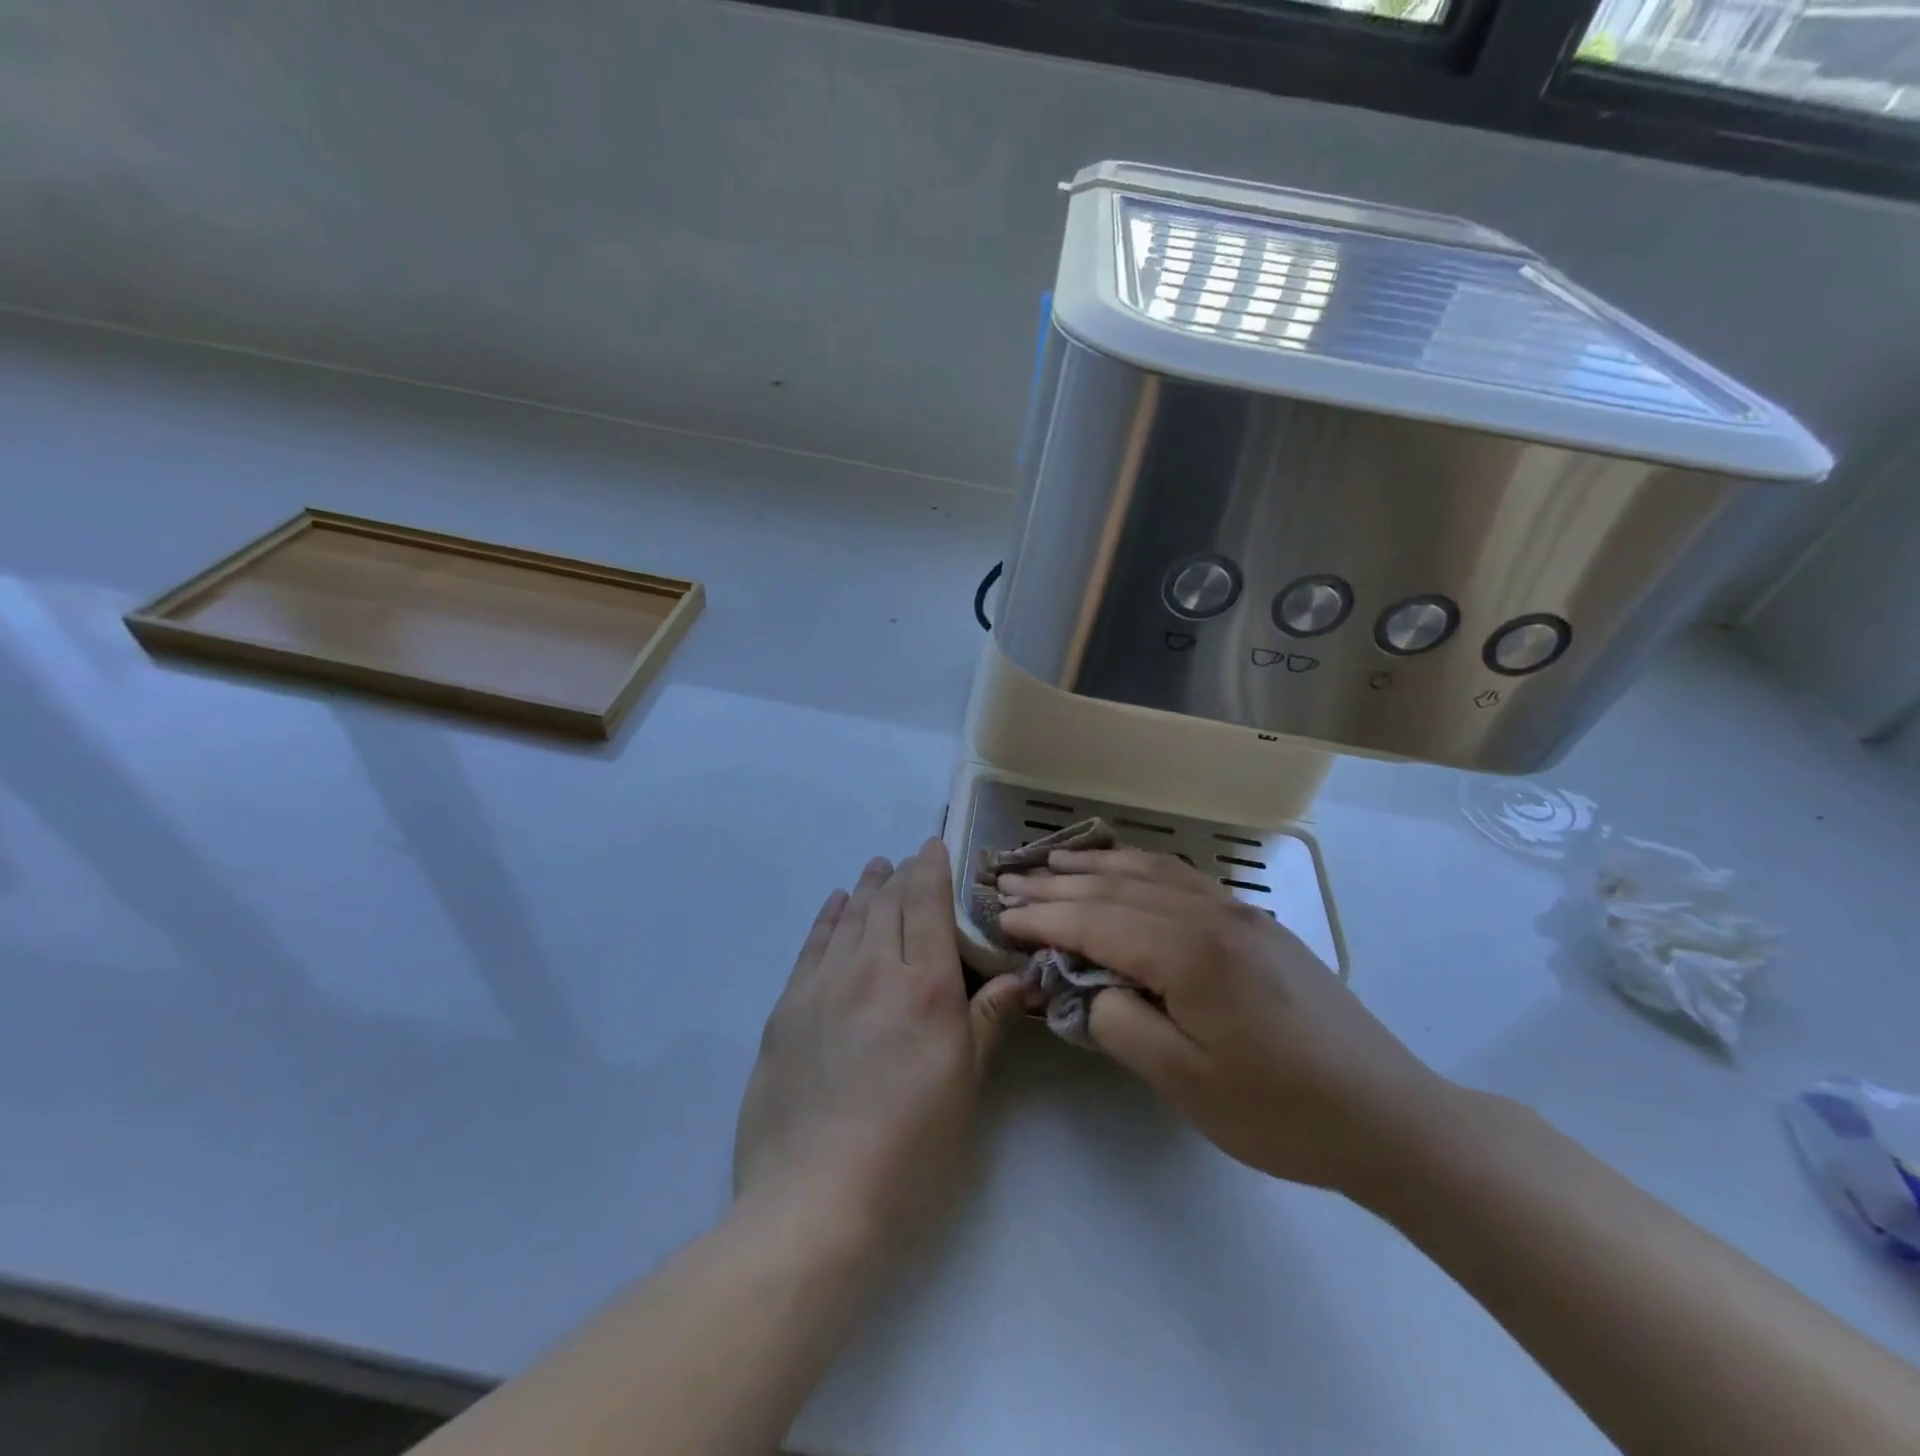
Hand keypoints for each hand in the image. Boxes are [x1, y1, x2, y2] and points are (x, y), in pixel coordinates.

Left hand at [734, 841, 1027, 1245]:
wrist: (814, 1201)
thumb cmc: (910, 1151)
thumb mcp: (964, 1090)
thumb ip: (986, 1023)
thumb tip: (1018, 979)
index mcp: (925, 987)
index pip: (928, 905)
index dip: (931, 869)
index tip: (934, 846)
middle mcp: (873, 970)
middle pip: (887, 903)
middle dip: (901, 874)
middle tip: (909, 859)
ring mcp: (824, 985)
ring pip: (849, 917)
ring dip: (866, 888)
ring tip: (877, 868)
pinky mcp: (787, 1008)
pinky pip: (813, 945)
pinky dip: (828, 917)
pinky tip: (835, 904)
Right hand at [998, 848, 1452, 1203]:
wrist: (1386, 1115)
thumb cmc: (1280, 1110)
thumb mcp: (1185, 1082)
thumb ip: (1120, 1025)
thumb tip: (1088, 989)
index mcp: (1189, 952)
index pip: (1095, 921)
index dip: (1043, 918)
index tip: (1000, 916)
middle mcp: (1209, 914)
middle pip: (1116, 887)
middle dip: (1057, 884)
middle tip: (1008, 880)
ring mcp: (1237, 912)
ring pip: (1150, 871)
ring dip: (1096, 866)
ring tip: (1053, 862)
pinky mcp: (1254, 922)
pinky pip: (1183, 877)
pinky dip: (1141, 866)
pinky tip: (1126, 869)